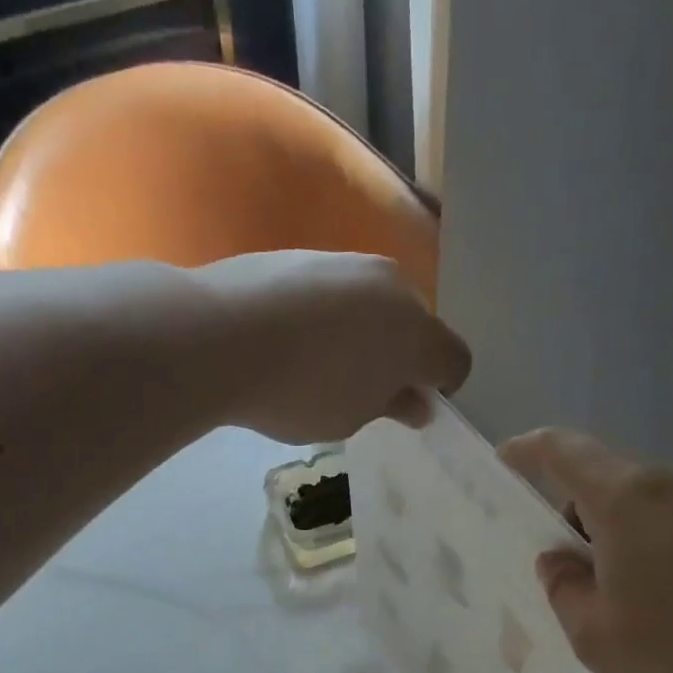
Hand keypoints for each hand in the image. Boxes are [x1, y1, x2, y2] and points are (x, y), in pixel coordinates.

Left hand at [197, 251, 470, 443]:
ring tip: (322, 363)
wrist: (219, 336)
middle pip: (417, 325)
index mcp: (417, 333)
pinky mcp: (308, 255)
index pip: (454, 361)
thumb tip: (417, 403)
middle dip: (401, 357)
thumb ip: (391, 407)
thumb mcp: (350, 418)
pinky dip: (330, 315)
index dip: (439, 388)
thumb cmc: (298, 392)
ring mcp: (349, 263)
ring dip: (366, 333)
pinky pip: (337, 292)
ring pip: (377, 304)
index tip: (405, 408)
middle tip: (364, 390)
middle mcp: (393, 286)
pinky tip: (294, 338)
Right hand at [498, 430, 672, 672]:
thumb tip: (560, 560)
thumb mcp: (594, 637)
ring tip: (644, 602)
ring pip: (666, 507)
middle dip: (590, 518)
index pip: (567, 452)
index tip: (508, 455)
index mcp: (630, 498)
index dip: (531, 449)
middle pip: (620, 483)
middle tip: (581, 575)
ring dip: (641, 539)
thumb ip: (564, 589)